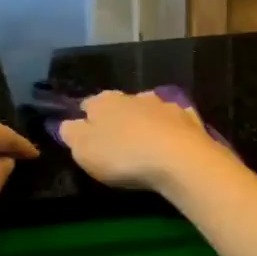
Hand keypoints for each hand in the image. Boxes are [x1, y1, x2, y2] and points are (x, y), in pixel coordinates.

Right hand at [58, 90, 228, 193]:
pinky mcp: (188, 118)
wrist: (179, 159)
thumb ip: (71, 134)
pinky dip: (170, 131)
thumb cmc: (123, 156)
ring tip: (145, 145)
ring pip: (148, 110)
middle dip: (117, 119)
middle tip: (116, 143)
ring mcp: (164, 105)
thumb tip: (67, 123)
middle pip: (119, 105)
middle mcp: (133, 96)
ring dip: (144, 122)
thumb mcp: (84, 150)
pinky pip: (173, 122)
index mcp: (104, 102)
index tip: (86, 135)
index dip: (85, 118)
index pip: (88, 104)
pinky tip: (171, 145)